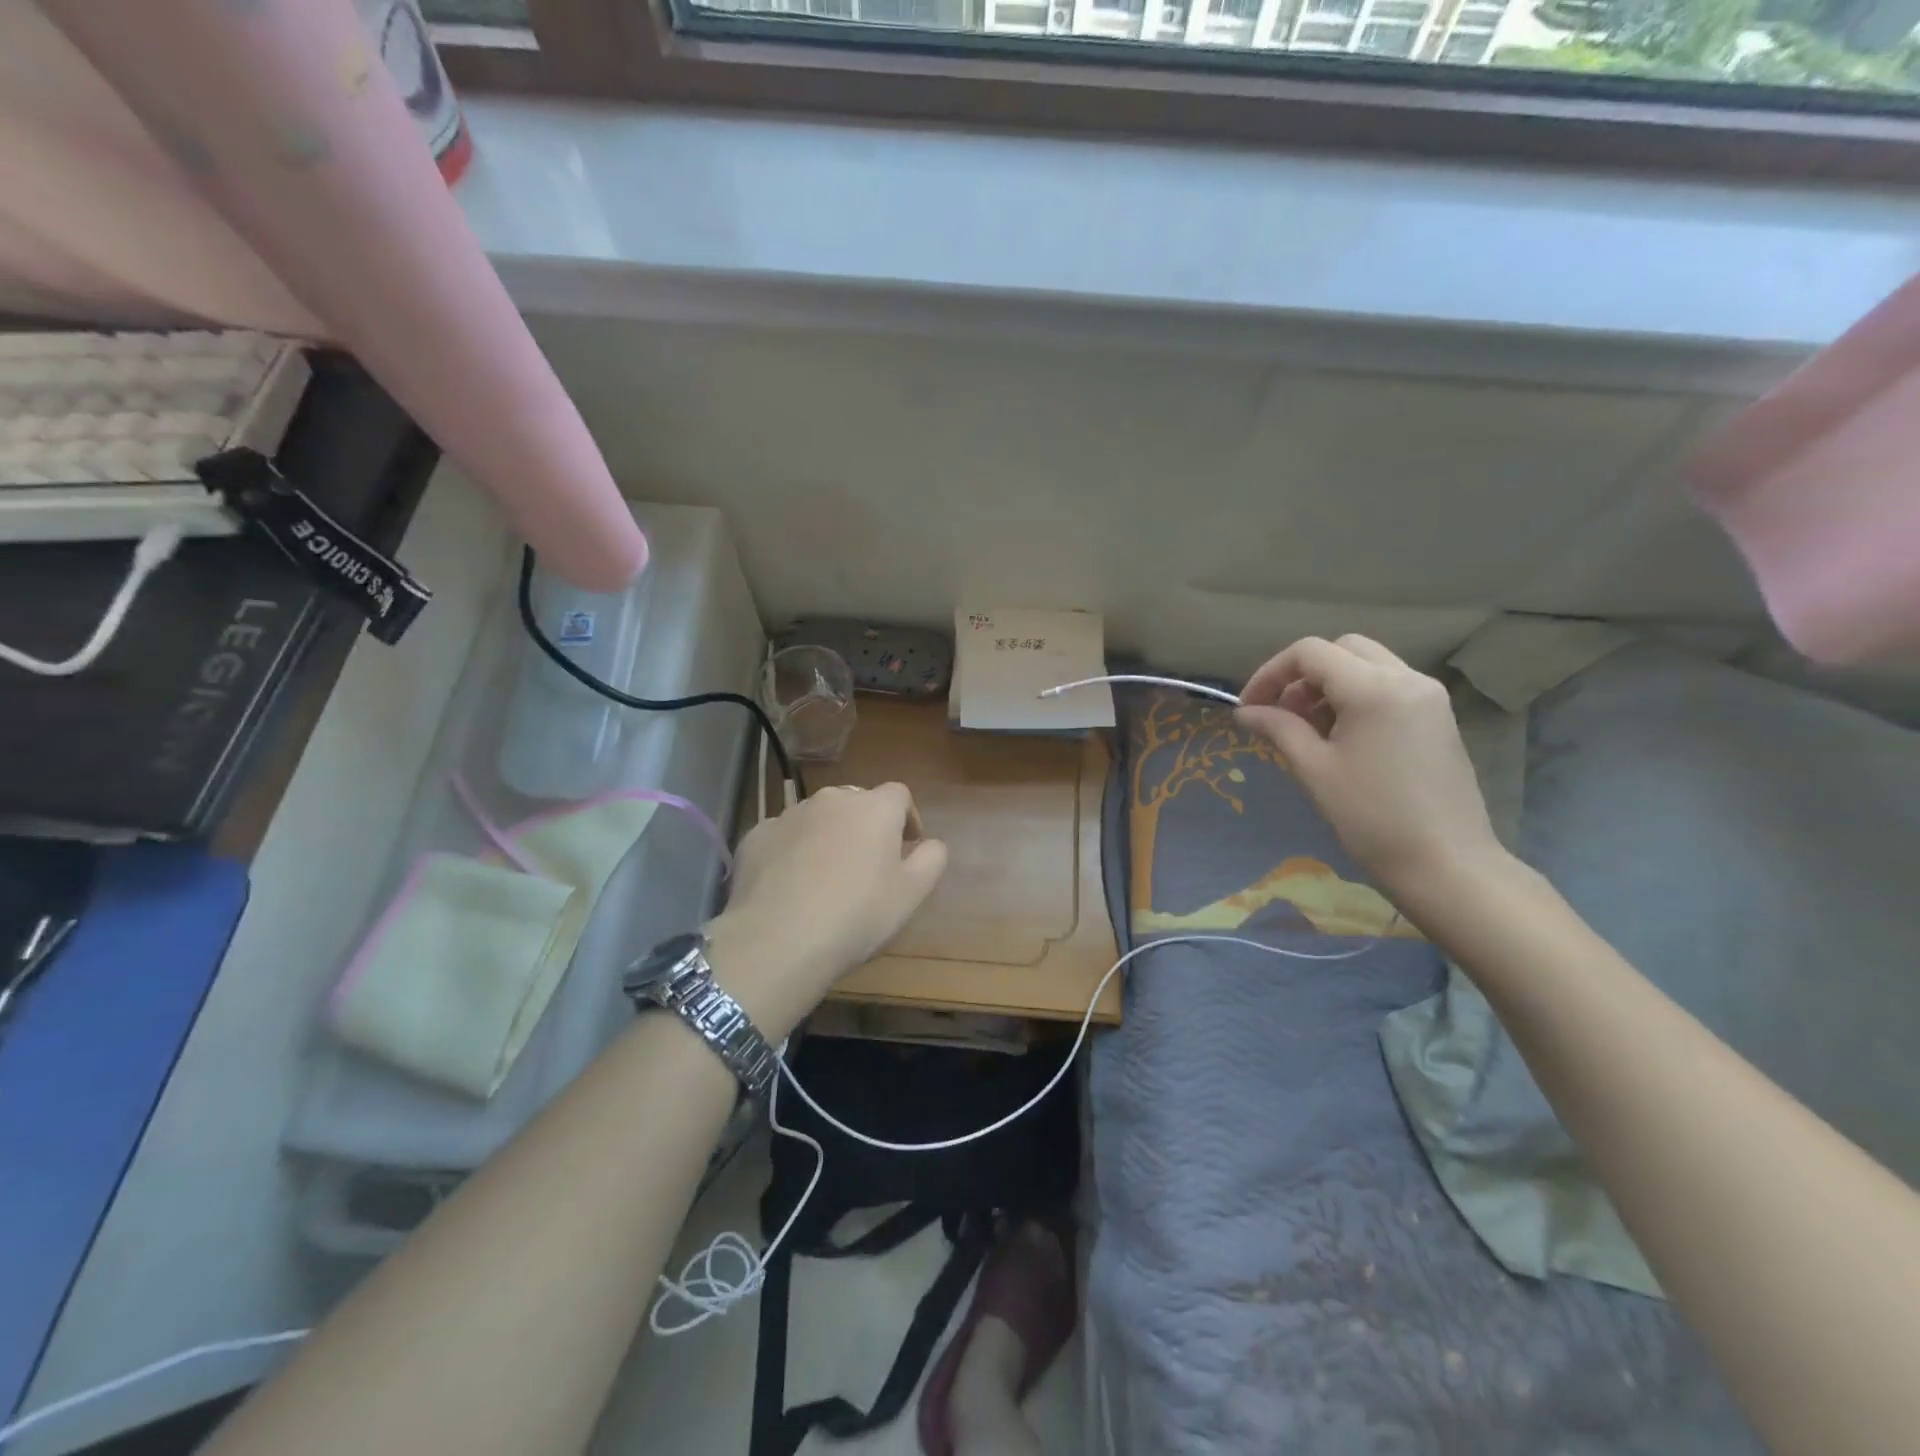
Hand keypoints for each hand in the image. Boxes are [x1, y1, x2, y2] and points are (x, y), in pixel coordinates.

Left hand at [706, 783, 947, 1036]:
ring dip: (828, 835)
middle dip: (866, 825)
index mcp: (874, 808)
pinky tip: (791, 884)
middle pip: (856, 802)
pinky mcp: (756, 836)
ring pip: (818, 817)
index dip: (907, 817)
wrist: (777, 939)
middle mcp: (831, 800)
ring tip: (826, 876)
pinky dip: (792, 851)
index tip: (908, 846)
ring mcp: (789, 815)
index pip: (899, 794)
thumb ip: (932, 859)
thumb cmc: (856, 915)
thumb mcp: (911, 894)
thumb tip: (931, 843)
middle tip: (868, 863)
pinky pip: (784, 836)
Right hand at [1234, 635, 1504, 909]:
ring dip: (1328, 685)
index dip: (1270, 673)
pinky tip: (1341, 738)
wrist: (1445, 863)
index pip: (1310, 653)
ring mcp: (1428, 696)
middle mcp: (1406, 678)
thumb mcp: (1313, 769)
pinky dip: (1356, 697)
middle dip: (1301, 675)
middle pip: (1341, 650)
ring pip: (1367, 665)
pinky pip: (1388, 686)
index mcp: (1373, 688)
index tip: (1249, 707)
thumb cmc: (1371, 817)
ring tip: (1307, 730)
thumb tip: (1245, 711)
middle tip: (1280, 714)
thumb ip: (1278, 728)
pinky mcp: (1438, 716)